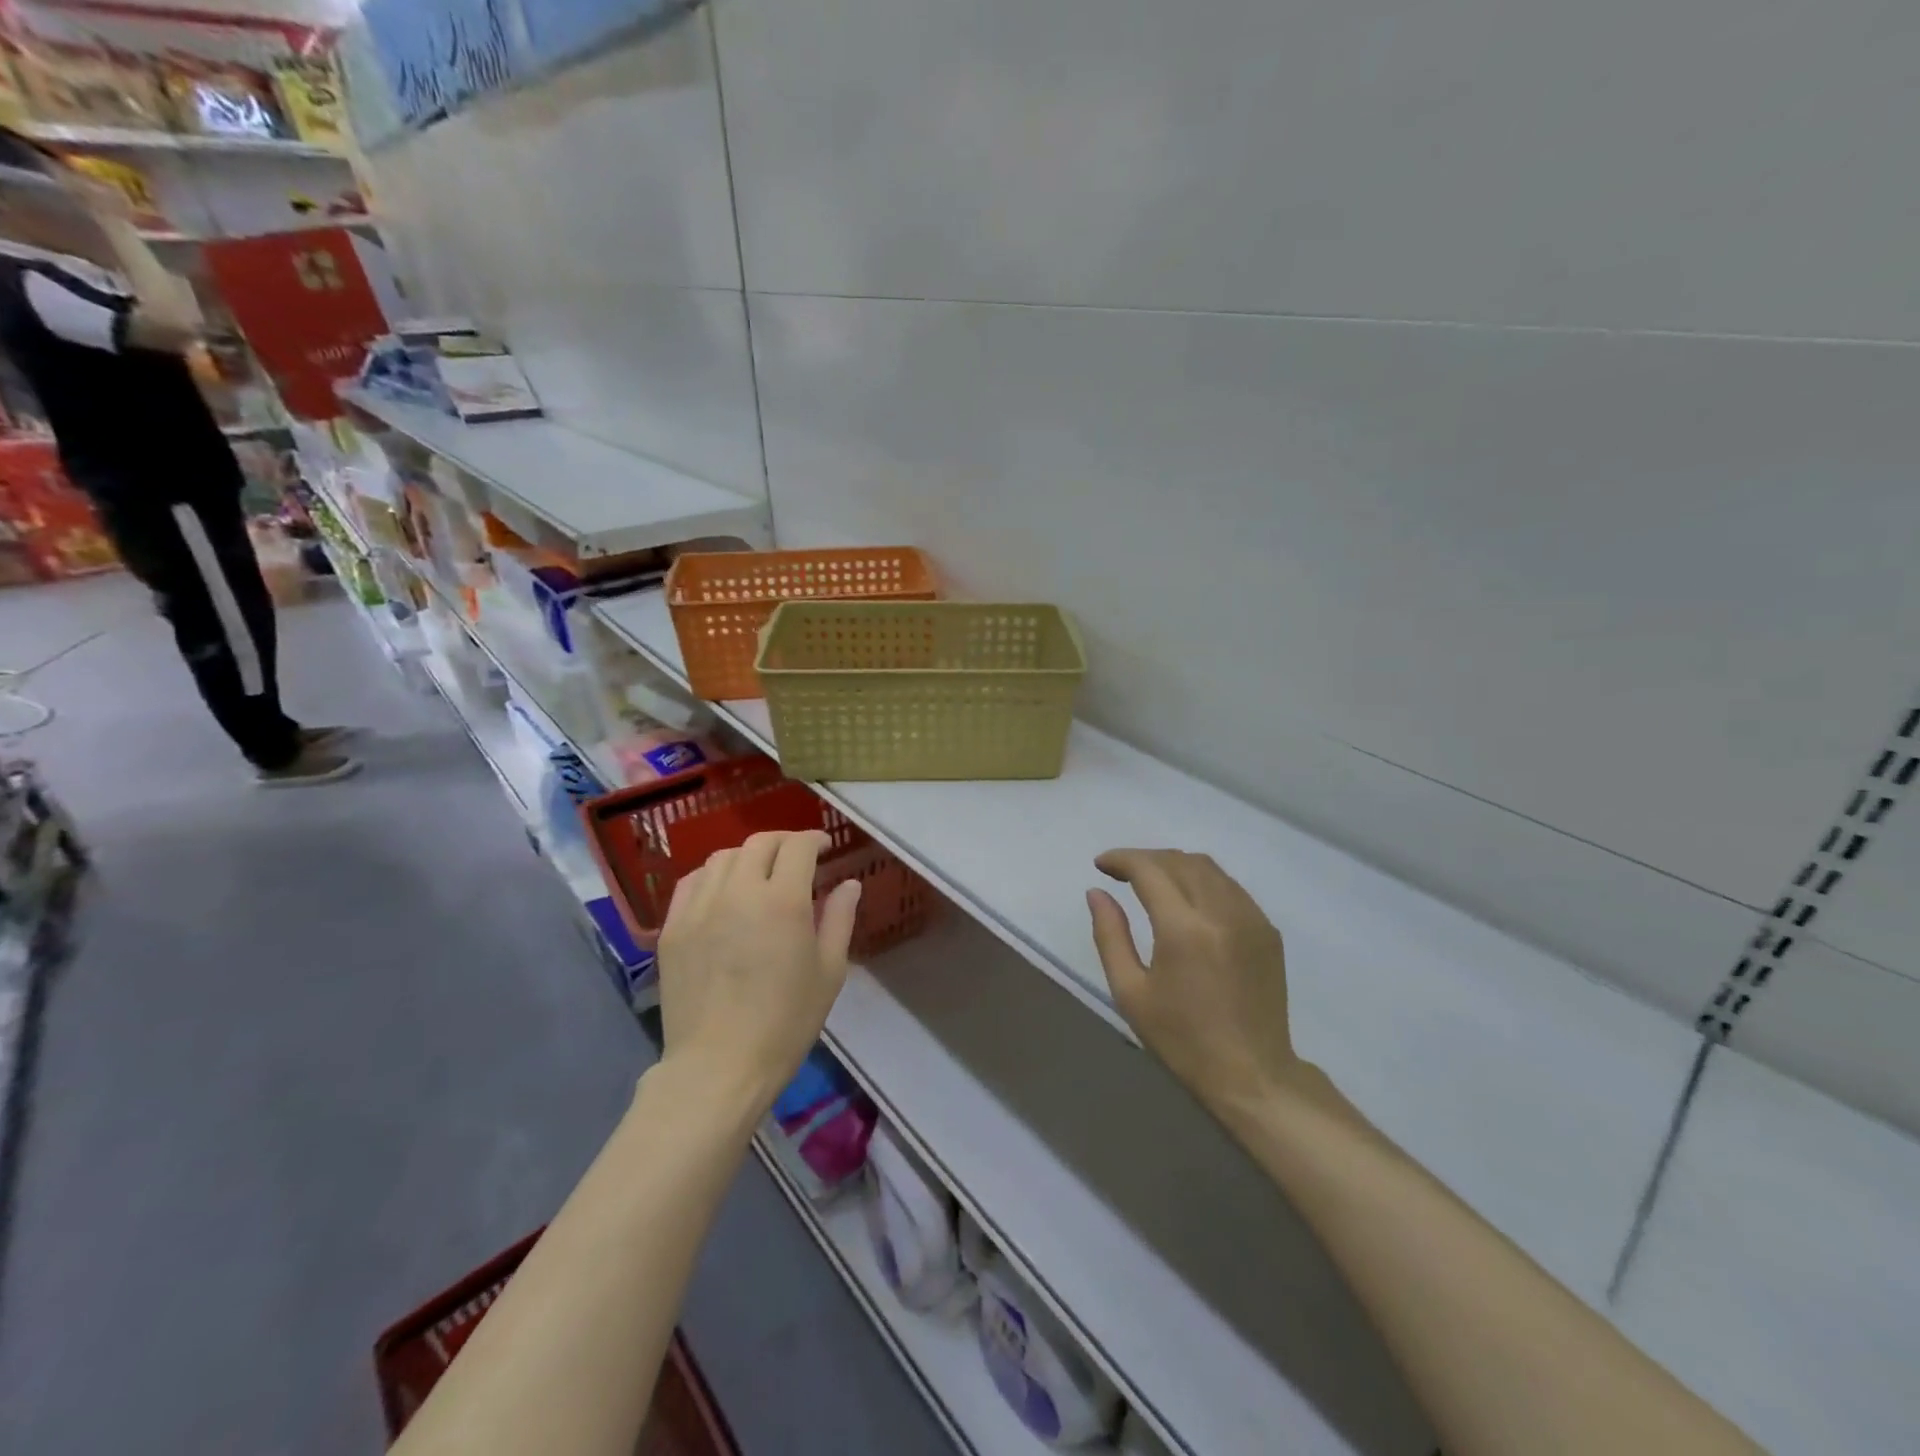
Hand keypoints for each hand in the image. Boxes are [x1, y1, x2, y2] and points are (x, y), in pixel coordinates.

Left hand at [656, 830, 861, 1107]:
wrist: (719, 1066)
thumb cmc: (786, 1022)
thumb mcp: (829, 972)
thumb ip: (839, 919)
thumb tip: (848, 883)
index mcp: (783, 901)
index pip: (798, 847)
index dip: (814, 840)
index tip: (825, 848)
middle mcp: (739, 892)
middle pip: (760, 843)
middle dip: (784, 842)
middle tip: (797, 858)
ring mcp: (700, 907)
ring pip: (723, 857)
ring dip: (748, 856)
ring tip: (760, 874)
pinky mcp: (673, 927)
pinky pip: (692, 882)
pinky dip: (713, 875)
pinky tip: (723, 892)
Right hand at [1087, 849, 1301, 1122]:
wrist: (1252, 1075)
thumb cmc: (1182, 1039)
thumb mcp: (1130, 992)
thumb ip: (1110, 935)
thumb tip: (1096, 893)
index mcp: (1184, 930)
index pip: (1150, 870)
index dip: (1122, 859)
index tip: (1101, 865)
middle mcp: (1221, 913)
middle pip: (1180, 861)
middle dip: (1146, 858)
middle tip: (1120, 872)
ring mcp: (1251, 919)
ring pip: (1209, 868)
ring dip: (1175, 865)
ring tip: (1151, 880)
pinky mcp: (1268, 930)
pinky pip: (1230, 887)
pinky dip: (1202, 881)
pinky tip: (1187, 900)